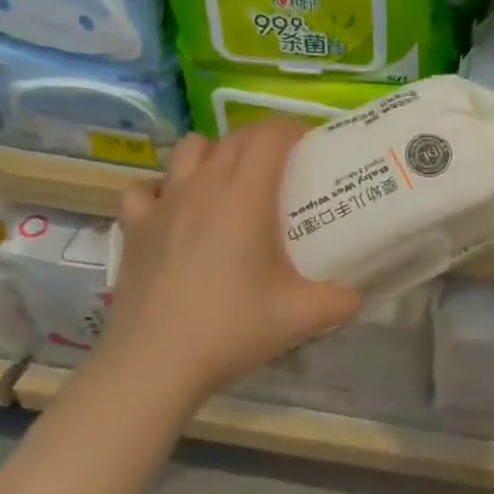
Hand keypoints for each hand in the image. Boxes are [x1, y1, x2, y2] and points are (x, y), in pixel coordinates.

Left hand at [100, 122, 360, 402]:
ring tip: (232, 179)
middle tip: (286, 162)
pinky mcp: (134, 228)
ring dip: (215, 153)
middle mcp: (203, 187)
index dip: (293, 128)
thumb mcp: (305, 316)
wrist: (155, 364)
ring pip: (190, 150)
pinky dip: (164, 189)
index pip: (269, 136)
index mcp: (245, 197)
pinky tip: (176, 211)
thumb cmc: (232, 328)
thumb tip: (359, 293)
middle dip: (263, 138)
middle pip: (234, 137)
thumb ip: (342, 299)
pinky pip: (146, 189)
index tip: (312, 142)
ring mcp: (163, 204)